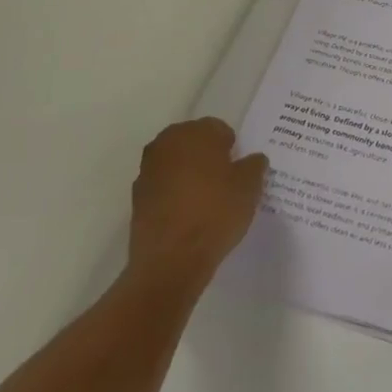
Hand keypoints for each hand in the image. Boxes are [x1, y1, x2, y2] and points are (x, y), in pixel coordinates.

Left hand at [124, 119, 267, 297]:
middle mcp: (166, 144)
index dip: (232, 148)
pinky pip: (164, 187)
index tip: (239, 169)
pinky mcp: (137, 199)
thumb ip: (254, 166)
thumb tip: (252, 160)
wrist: (171, 261)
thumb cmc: (215, 213)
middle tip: (225, 181)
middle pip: (194, 142)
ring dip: (189, 174)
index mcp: (195, 133)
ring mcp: (147, 171)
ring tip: (207, 200)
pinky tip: (189, 215)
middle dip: (208, 156)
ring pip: (176, 164)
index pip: (219, 129)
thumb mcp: (250, 187)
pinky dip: (175, 194)